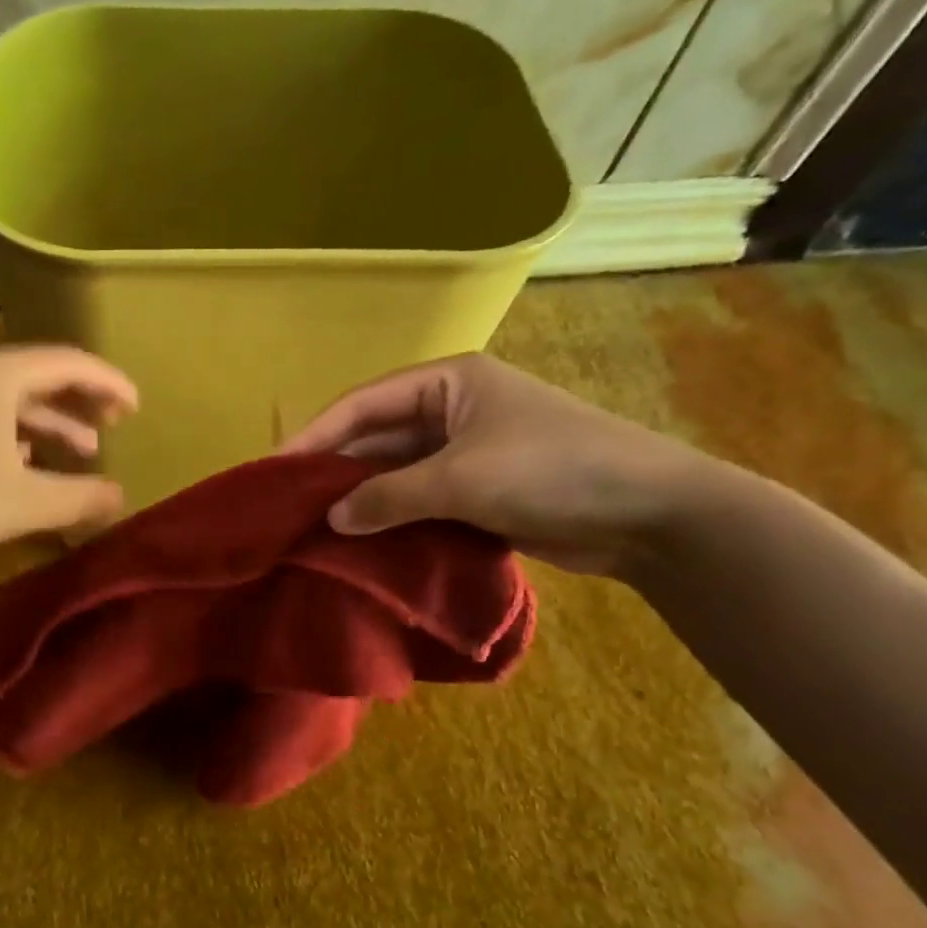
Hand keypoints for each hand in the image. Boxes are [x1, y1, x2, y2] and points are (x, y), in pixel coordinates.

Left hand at [0, 346, 137, 577]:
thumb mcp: (23, 503)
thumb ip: (80, 498)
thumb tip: (121, 497)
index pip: (68, 362)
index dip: (109, 382)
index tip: (137, 407)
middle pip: (39, 374)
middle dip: (81, 399)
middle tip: (115, 423)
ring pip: (11, 400)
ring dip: (50, 423)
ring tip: (83, 451)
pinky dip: (17, 435)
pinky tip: (29, 465)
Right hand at [281, 353, 708, 576]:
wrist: (653, 515)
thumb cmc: (553, 470)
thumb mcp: (462, 479)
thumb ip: (389, 496)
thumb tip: (331, 520)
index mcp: (447, 382)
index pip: (363, 404)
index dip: (315, 435)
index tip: (273, 469)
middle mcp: (450, 410)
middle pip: (375, 439)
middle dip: (334, 472)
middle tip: (286, 506)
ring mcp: (464, 452)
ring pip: (395, 474)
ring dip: (361, 501)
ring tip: (313, 531)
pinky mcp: (477, 492)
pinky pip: (418, 501)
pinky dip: (391, 521)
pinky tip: (360, 545)